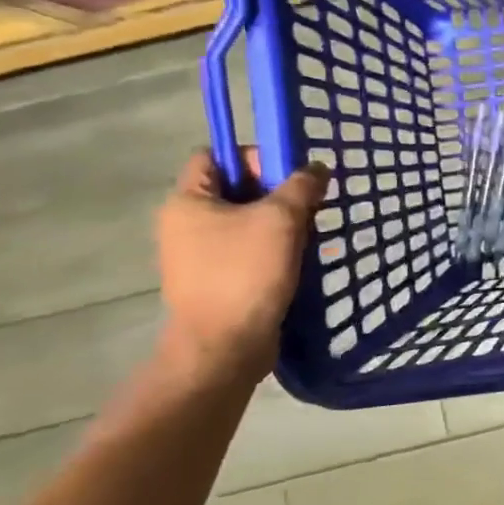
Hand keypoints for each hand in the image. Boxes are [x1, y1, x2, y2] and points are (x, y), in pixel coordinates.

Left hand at [156, 149, 329, 385]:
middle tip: (311, 205)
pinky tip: (303, 260)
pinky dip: (277, 250)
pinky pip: (250, 252)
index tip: (291, 175)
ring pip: (249, 222)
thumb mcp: (281, 218)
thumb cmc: (245, 273)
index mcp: (188, 201)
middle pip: (238, 189)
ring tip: (313, 234)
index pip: (217, 156)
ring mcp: (200, 256)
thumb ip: (301, 185)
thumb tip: (316, 168)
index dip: (255, 157)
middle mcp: (186, 224)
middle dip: (279, 193)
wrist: (224, 348)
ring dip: (283, 224)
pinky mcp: (218, 281)